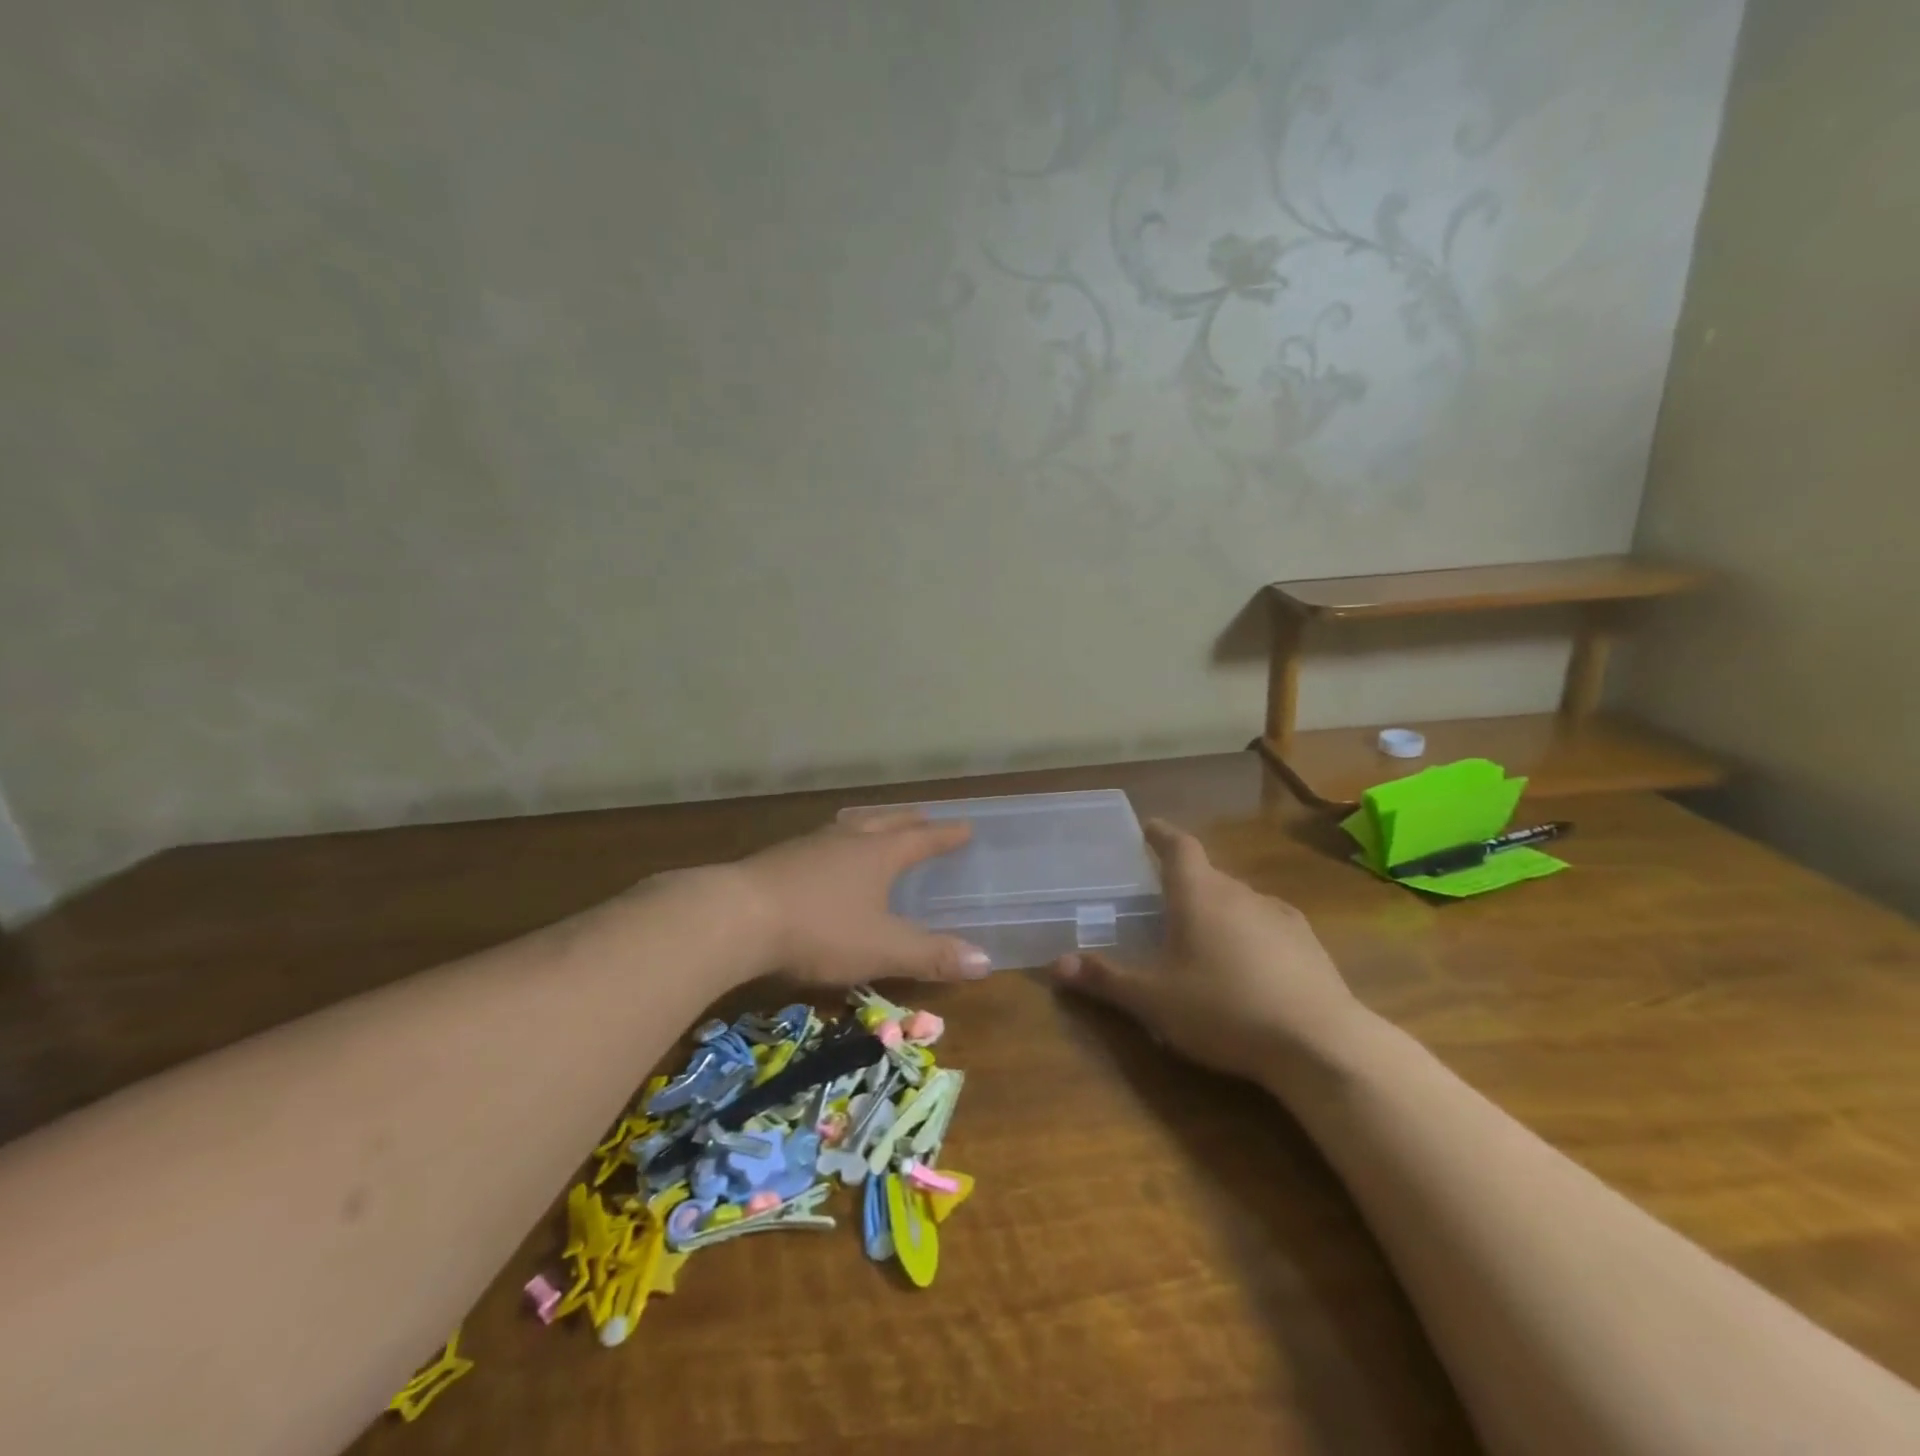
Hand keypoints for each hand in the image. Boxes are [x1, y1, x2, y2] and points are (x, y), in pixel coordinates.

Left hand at [731, 810, 993, 985]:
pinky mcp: (777, 858)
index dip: (945, 835)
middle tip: (924, 818)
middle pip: (885, 822)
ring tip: (874, 826)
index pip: (922, 839)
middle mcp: (847, 840)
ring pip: (848, 825)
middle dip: (908, 821)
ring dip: (868, 824)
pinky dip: (834, 842)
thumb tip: (985, 961)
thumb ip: (931, 956)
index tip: (965, 826)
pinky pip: (819, 841)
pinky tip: (822, 858)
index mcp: (878, 854)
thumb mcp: (881, 949)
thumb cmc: (820, 929)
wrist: (736, 917)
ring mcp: (808, 845)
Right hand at [1049, 819, 1364, 1081]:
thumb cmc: (1224, 1010)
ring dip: (1219, 909)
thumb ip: (1105, 980)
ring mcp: (1281, 916)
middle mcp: (1241, 893)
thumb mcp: (1153, 1001)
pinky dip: (1251, 933)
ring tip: (1204, 936)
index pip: (1179, 846)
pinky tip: (1250, 964)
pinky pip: (1269, 925)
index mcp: (1200, 894)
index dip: (1161, 834)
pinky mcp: (1309, 944)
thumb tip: (1054, 965)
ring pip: (1240, 900)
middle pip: (1208, 874)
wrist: (1319, 1043)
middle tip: (1165, 901)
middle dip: (1185, 881)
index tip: (1148, 827)